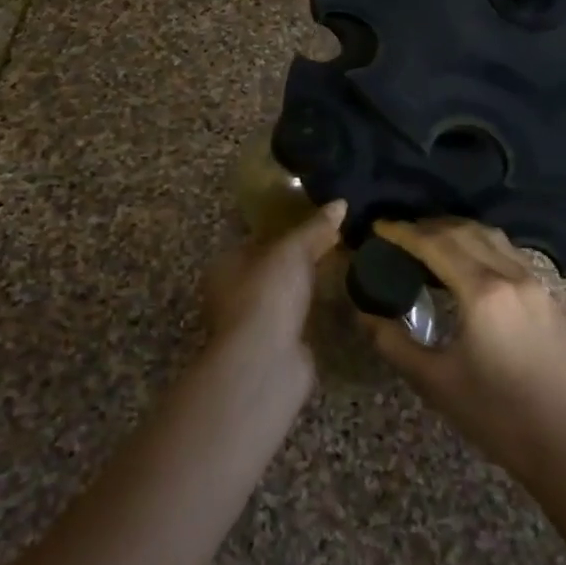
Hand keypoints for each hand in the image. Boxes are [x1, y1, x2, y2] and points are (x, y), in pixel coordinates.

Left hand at [202, 200, 346, 378]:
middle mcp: (232, 294)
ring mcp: (252, 324)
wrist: (265, 362)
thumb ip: (315, 227)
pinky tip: (333, 304)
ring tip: (339, 271)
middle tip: (333, 245)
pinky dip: (310, 313)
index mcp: (225, 265)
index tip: (316, 224)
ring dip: (304, 288)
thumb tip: (340, 203)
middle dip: (297, 261)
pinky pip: (295, 321)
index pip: (256, 240)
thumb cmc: (268, 294)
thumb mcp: (293, 250)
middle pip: (269, 269)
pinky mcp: (272, 348)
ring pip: (282, 296)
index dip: (285, 231)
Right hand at [359, 219, 565, 485]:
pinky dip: (481, 245)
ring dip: (457, 230)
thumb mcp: (435, 382)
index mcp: (483, 292)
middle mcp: (512, 275)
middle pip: (464, 231)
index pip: (436, 244)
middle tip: (399, 233)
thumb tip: (363, 313)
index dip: (403, 232)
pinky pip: (509, 253)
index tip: (378, 227)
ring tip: (429, 241)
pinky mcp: (550, 297)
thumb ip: (394, 342)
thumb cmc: (498, 416)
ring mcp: (536, 283)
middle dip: (428, 225)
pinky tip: (469, 264)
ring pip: (492, 237)